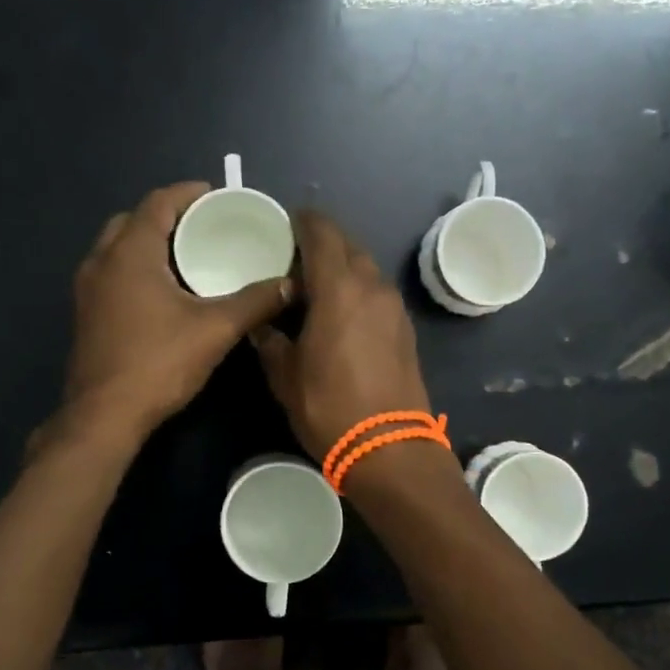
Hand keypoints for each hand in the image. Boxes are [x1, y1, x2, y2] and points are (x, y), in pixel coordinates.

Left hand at [62, 182, 292, 441]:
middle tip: (203, 227)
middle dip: (168, 216)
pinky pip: (112, 273)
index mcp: (130, 253)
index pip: (157, 202)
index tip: (217, 196)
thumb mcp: (216, 329)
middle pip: (133, 221)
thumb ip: (256, 302)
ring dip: (150, 242)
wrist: (104, 416)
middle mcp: (101, 262)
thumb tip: (292, 284)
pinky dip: (137, 267)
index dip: (188, 193)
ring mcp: (88, 290)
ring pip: (119, 248)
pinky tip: (165, 292)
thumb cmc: (158, 363)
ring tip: (188, 256)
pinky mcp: (87, 314)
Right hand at [252, 210, 431, 460]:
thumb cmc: (330, 407)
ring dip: (343, 268)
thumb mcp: (286, 376)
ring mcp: (394, 308)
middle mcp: (372, 287)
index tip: (287, 222)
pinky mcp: (405, 329)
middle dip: (324, 243)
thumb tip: (264, 327)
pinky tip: (341, 312)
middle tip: (295, 258)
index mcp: (339, 288)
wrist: (390, 448)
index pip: (323, 234)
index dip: (304, 221)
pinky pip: (377, 293)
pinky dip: (358, 290)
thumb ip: (272, 342)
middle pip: (348, 246)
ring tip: (316, 286)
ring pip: (366, 269)